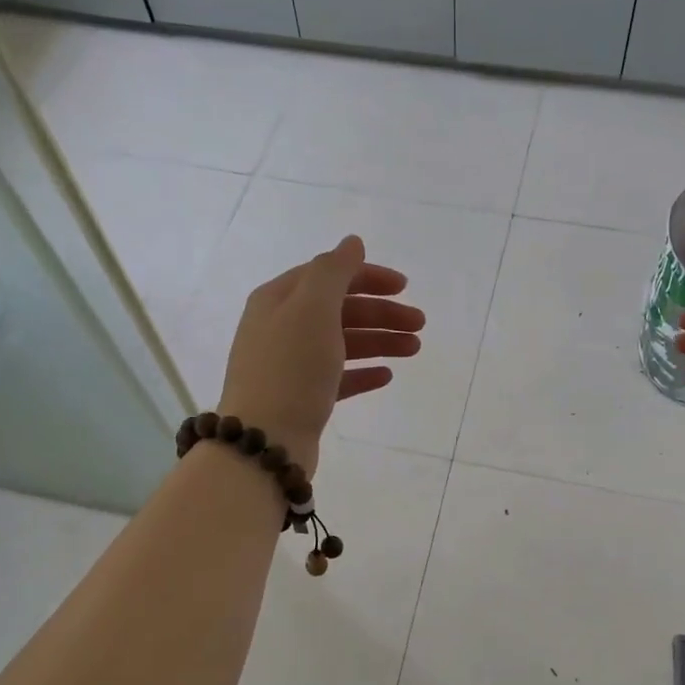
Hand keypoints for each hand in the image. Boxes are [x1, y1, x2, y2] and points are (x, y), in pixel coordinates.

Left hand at [216, 236, 422, 473]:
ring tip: (414, 350)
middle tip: (419, 325)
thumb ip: (334, 271)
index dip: (367, 277)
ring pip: (342, 343)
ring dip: (379, 341)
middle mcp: (281, 327)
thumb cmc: (290, 369)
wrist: (264, 441)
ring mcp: (290, 364)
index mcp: (278, 299)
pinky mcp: (301, 397)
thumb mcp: (312, 309)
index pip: (328, 275)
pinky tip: (386, 376)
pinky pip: (337, 377)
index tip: (404, 287)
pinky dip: (362, 372)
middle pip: (339, 309)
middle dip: (381, 313)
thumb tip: (352, 243)